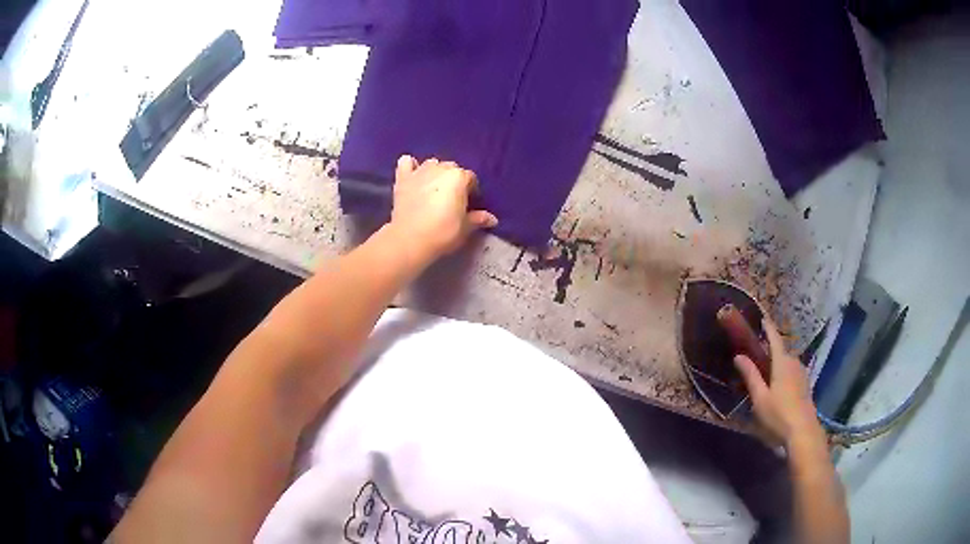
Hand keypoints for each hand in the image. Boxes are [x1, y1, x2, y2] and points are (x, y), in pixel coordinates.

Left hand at [388, 155, 497, 260]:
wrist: (410, 239)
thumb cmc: (442, 232)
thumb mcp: (465, 228)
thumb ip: (478, 219)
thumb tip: (493, 219)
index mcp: (459, 177)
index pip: (471, 178)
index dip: (472, 190)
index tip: (469, 204)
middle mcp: (440, 168)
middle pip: (452, 168)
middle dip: (454, 180)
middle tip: (452, 198)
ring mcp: (420, 171)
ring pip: (432, 164)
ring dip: (435, 172)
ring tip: (434, 188)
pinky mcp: (403, 178)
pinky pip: (406, 162)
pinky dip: (411, 166)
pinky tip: (413, 175)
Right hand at [734, 319, 825, 448]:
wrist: (803, 431)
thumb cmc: (778, 414)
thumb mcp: (760, 398)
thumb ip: (751, 375)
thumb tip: (739, 356)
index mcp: (782, 362)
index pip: (774, 338)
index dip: (768, 327)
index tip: (762, 317)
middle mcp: (794, 363)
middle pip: (781, 350)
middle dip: (770, 348)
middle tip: (757, 351)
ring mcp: (802, 374)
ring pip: (787, 362)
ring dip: (777, 362)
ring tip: (766, 369)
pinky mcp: (805, 385)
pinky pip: (792, 371)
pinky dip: (783, 371)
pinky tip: (777, 384)